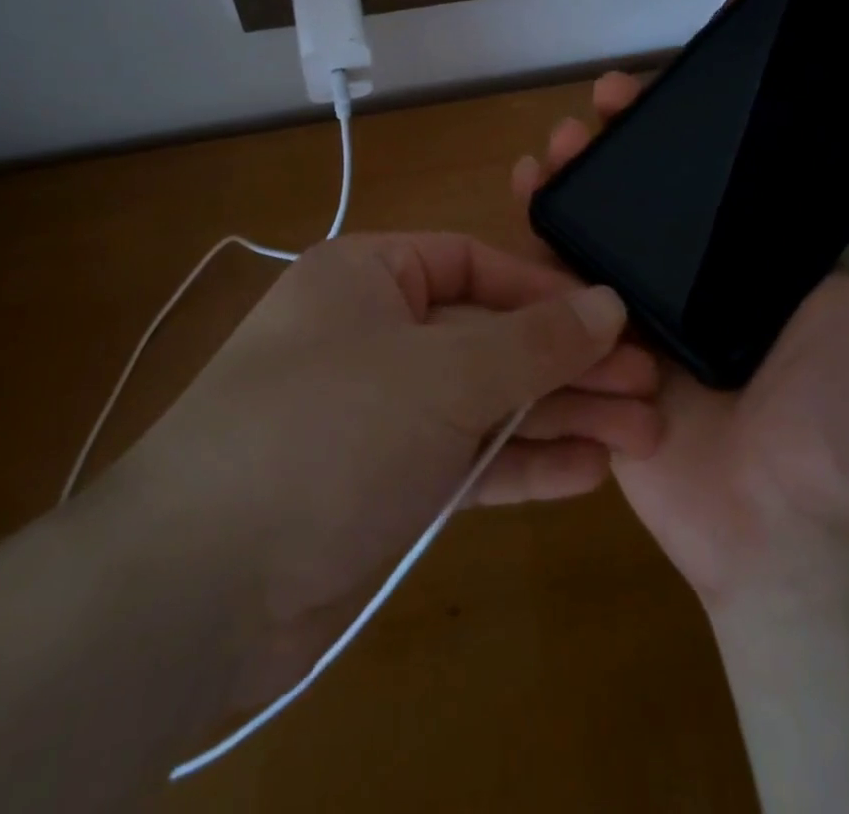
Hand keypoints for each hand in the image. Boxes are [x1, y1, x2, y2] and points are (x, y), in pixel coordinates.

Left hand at [93, 232, 657, 693]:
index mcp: (369, 276)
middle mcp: (374, 333)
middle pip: (489, 336)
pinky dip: (523, 463)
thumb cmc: (329, 428)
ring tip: (641, 436)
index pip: (473, 264)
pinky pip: (468, 458)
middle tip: (648, 388)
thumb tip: (608, 304)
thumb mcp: (442, 370)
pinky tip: (588, 473)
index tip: (613, 320)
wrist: (200, 583)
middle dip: (567, 364)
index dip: (546, 292)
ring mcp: (381, 412)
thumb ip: (531, 340)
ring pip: (486, 401)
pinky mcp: (386, 482)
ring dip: (559, 417)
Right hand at [513, 74, 848, 602]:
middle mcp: (694, 271)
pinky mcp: (592, 344)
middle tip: (601, 102)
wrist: (786, 529)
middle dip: (619, 136)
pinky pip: (556, 284)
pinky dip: (533, 238)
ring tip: (554, 144)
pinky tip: (522, 191)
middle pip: (646, 187)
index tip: (668, 82)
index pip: (716, 166)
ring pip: (595, 224)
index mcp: (757, 254)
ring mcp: (638, 307)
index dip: (688, 118)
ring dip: (571, 174)